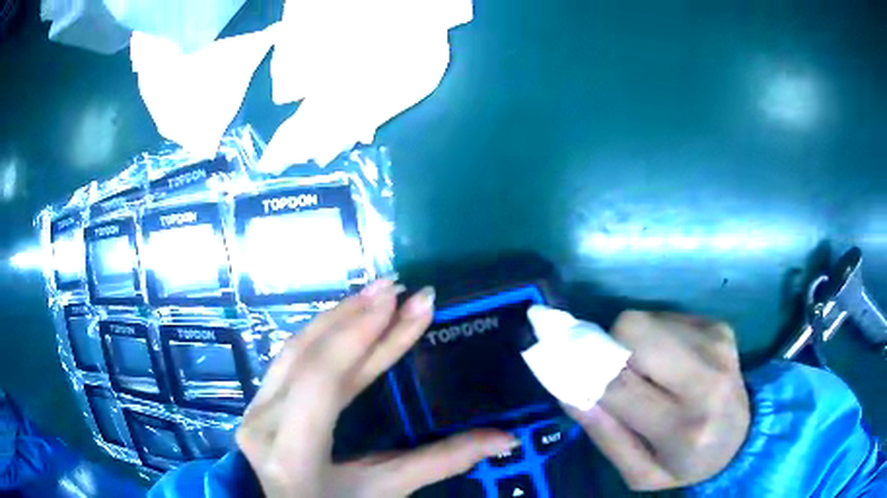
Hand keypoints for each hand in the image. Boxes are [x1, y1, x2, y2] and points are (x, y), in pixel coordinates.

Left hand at [236, 280, 519, 497]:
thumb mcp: (385, 490)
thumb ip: (440, 462)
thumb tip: (504, 438)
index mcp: (293, 451)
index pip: (322, 380)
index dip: (359, 335)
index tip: (398, 300)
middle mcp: (265, 421)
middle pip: (308, 356)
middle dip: (357, 317)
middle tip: (400, 287)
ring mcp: (255, 408)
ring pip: (294, 349)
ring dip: (338, 318)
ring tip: (376, 294)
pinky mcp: (258, 401)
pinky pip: (289, 357)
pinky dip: (321, 333)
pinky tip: (346, 318)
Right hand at [566, 311, 749, 490]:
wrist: (741, 437)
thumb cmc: (686, 463)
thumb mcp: (640, 474)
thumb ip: (606, 436)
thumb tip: (570, 391)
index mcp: (684, 427)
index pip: (619, 383)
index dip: (584, 369)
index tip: (565, 366)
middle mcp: (707, 378)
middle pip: (634, 330)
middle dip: (611, 347)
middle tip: (616, 374)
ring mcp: (717, 344)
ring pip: (646, 319)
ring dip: (635, 344)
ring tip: (650, 374)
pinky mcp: (719, 326)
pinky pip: (666, 316)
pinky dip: (657, 337)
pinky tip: (671, 363)